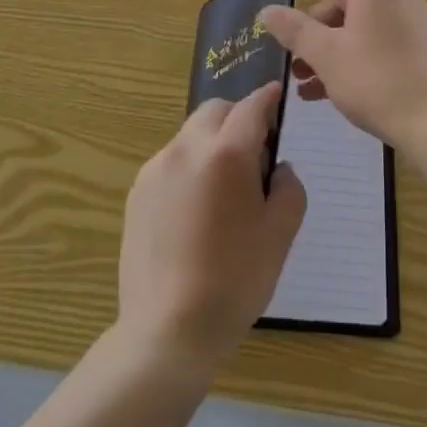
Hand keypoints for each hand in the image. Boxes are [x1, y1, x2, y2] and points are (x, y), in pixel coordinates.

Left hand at [117, 83, 305, 373]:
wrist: (168, 330)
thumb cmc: (235, 281)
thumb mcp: (281, 234)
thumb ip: (289, 187)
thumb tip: (277, 168)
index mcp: (227, 154)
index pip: (251, 107)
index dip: (268, 98)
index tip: (277, 95)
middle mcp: (187, 149)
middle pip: (215, 111)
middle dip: (238, 117)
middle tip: (255, 152)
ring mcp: (156, 169)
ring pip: (190, 134)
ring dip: (212, 143)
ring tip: (224, 188)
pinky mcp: (137, 192)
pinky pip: (171, 162)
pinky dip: (189, 167)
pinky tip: (195, 210)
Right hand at [259, 0, 426, 152]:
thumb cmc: (376, 81)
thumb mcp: (326, 56)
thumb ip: (294, 29)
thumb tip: (268, 9)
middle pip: (345, 1)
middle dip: (314, 28)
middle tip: (292, 56)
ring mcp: (414, 22)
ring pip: (361, 27)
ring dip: (330, 49)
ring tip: (306, 82)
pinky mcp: (424, 48)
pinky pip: (380, 42)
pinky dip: (355, 57)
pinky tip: (334, 91)